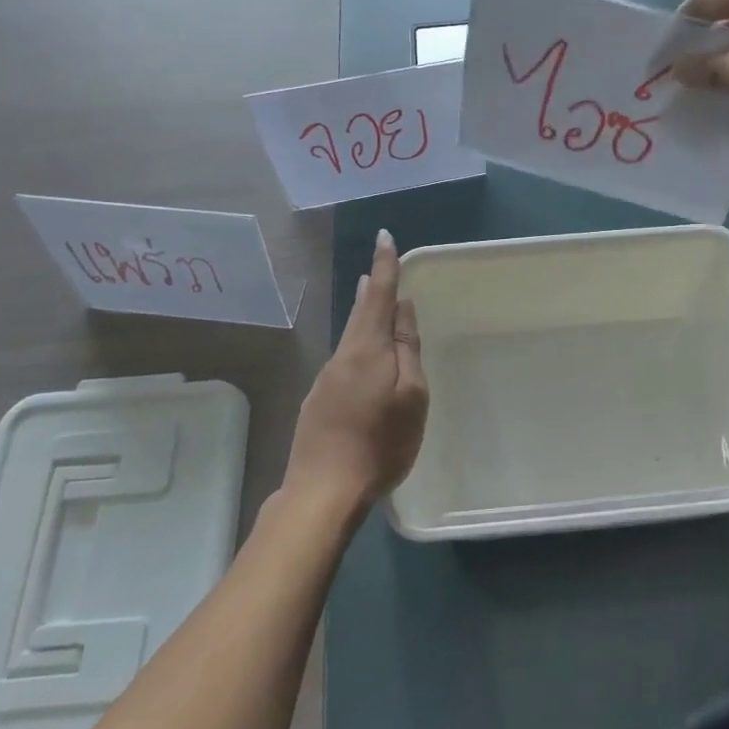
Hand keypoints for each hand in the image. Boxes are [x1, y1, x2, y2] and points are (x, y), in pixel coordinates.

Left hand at [284, 230, 427, 512]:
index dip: (384, 265)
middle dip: (370, 289)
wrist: (322, 491)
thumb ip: (407, 350)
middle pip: (359, 314)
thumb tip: (402, 308)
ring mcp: (325, 380)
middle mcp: (342, 356)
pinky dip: (356, 346)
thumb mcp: (411, 396)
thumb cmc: (380, 443)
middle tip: (377, 268)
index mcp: (367, 349)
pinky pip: (344, 362)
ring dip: (362, 316)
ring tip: (372, 302)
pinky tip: (363, 360)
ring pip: (350, 338)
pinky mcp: (318, 402)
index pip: (378, 296)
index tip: (384, 237)